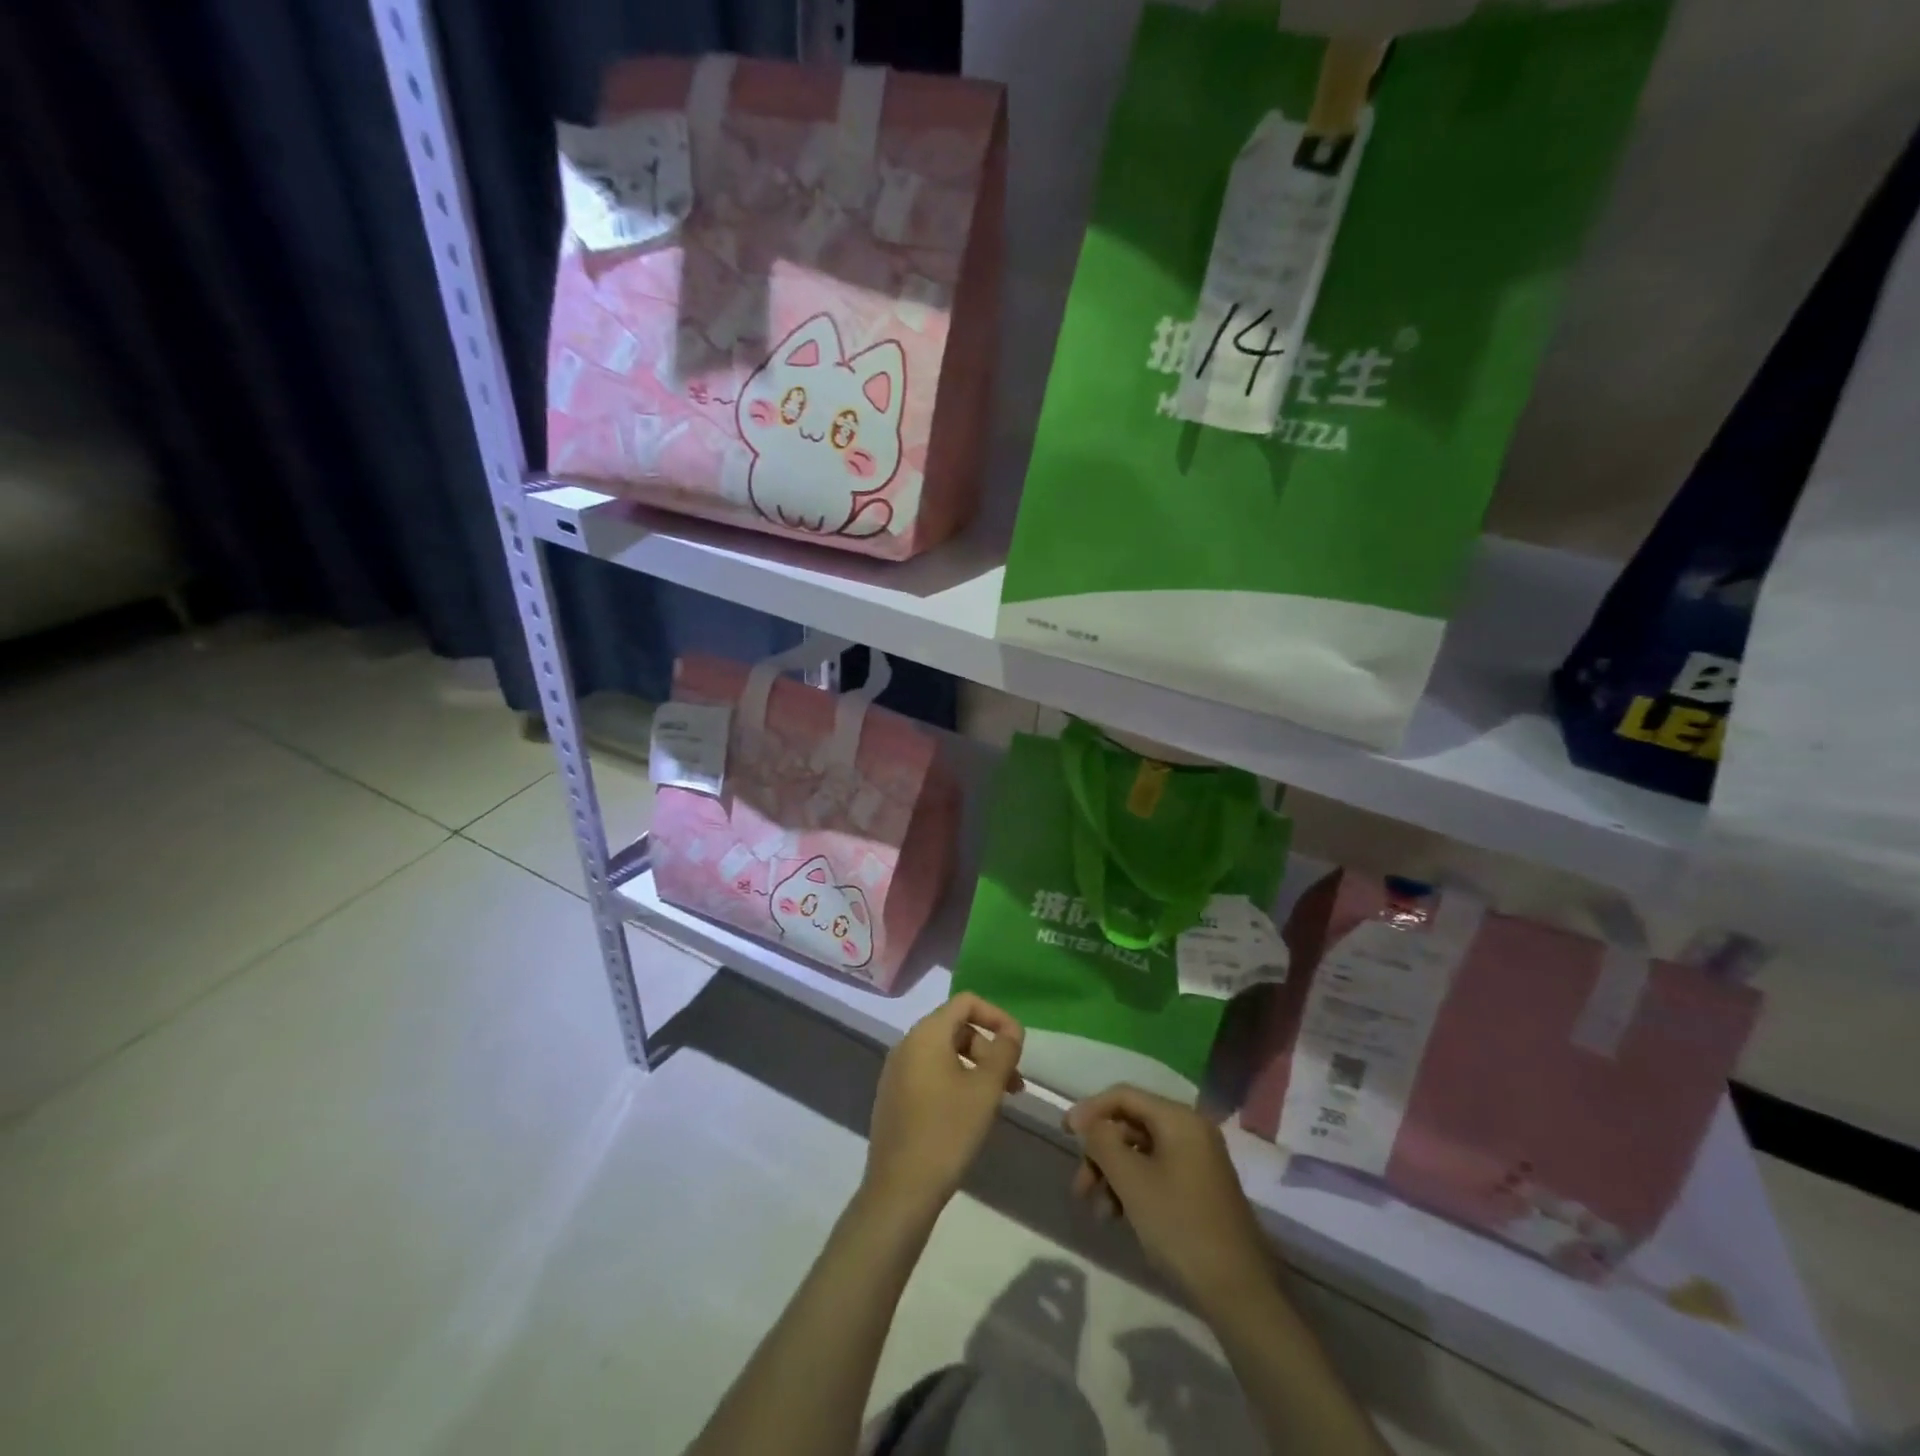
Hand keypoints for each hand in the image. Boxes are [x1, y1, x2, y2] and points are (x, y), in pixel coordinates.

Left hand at [864, 994, 1024, 1217]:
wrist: (900, 1190)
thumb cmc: (947, 1131)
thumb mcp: (986, 1089)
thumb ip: (1004, 1051)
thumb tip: (1012, 1031)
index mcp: (926, 1034)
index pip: (966, 1002)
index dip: (997, 1016)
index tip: (1018, 1044)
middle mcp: (906, 1044)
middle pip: (956, 1027)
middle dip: (988, 1047)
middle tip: (1013, 1081)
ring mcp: (896, 1072)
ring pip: (944, 1054)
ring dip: (975, 1067)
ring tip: (998, 1100)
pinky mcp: (894, 1097)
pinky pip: (930, 1074)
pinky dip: (955, 1081)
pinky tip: (970, 1113)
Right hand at [1066, 1086, 1271, 1311]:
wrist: (1239, 1292)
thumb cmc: (1180, 1226)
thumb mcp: (1132, 1182)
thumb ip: (1103, 1142)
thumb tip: (1088, 1122)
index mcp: (1179, 1119)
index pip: (1124, 1096)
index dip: (1090, 1110)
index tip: (1064, 1134)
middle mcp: (1191, 1130)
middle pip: (1131, 1125)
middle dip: (1100, 1153)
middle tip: (1079, 1186)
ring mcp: (1198, 1160)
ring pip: (1141, 1152)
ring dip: (1113, 1175)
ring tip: (1098, 1212)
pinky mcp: (1200, 1188)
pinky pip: (1157, 1172)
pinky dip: (1133, 1188)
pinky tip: (1119, 1218)